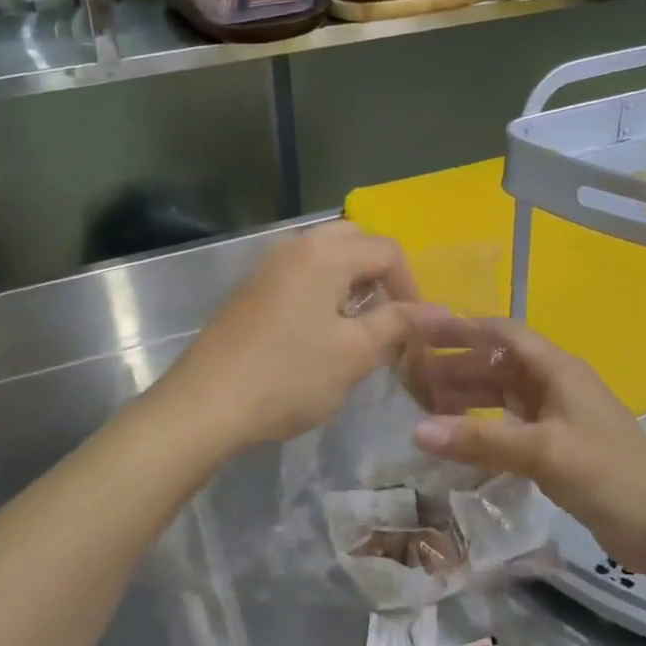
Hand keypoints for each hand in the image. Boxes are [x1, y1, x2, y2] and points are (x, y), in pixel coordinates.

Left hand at [164, 222, 437, 450]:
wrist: (206, 404)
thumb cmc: (289, 377)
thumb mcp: (354, 353)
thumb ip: (398, 324)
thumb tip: (439, 312)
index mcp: (325, 254)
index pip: (387, 250)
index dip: (412, 287)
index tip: (416, 330)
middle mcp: (295, 246)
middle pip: (354, 241)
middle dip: (380, 274)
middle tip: (387, 318)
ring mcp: (268, 266)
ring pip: (324, 256)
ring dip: (350, 282)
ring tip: (357, 328)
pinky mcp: (251, 290)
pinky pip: (300, 274)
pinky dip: (322, 290)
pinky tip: (319, 333)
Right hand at [408, 318, 645, 565]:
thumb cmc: (609, 476)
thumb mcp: (542, 452)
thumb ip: (480, 440)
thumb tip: (416, 431)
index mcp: (557, 369)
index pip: (503, 333)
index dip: (463, 329)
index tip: (421, 333)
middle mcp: (556, 384)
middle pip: (499, 363)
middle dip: (457, 365)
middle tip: (411, 376)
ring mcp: (559, 416)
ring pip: (504, 394)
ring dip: (468, 396)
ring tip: (425, 406)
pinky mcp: (560, 446)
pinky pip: (512, 424)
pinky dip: (484, 426)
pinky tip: (459, 439)